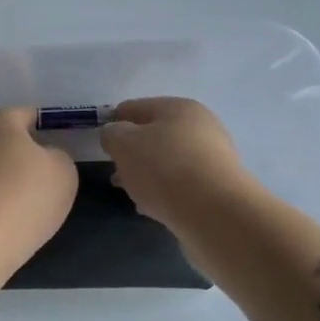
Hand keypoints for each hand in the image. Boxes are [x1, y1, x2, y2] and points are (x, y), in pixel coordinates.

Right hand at [100, 97, 260, 229]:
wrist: (215, 213)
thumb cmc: (164, 169)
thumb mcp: (124, 145)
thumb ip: (112, 134)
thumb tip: (115, 133)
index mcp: (178, 108)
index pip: (136, 107)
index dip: (115, 121)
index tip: (101, 141)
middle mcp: (200, 127)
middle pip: (155, 135)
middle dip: (132, 152)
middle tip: (114, 171)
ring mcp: (212, 158)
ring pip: (168, 161)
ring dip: (147, 173)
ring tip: (130, 192)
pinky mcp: (218, 187)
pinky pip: (182, 184)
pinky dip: (164, 191)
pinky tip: (151, 206)